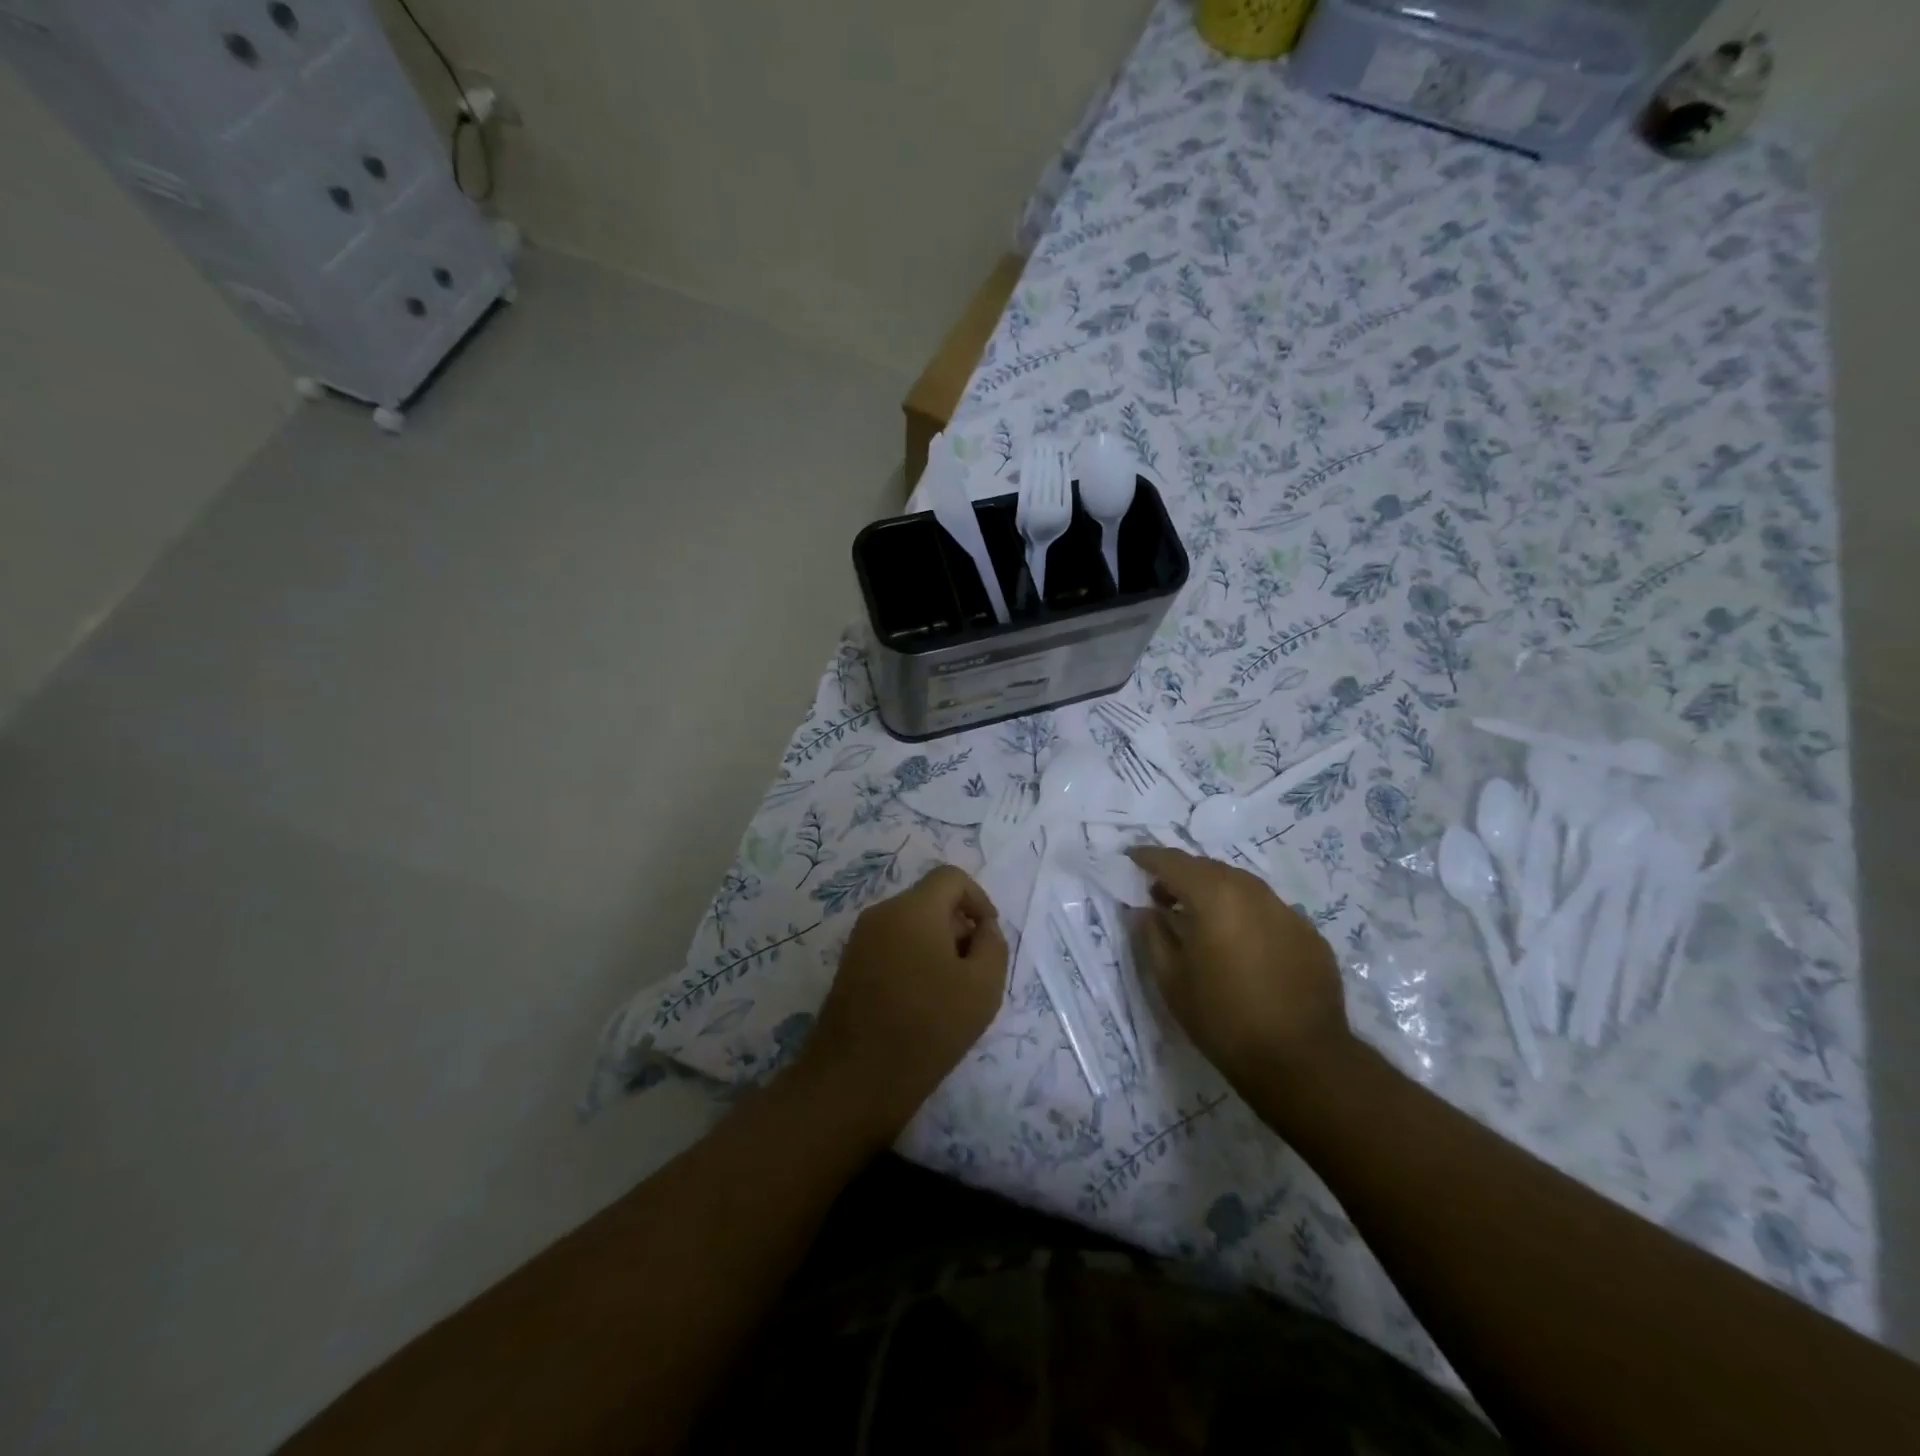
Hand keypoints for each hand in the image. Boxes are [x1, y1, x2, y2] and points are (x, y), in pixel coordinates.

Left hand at [803, 865, 1007, 1144]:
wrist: (854, 1079)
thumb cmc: (928, 1027)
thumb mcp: (983, 987)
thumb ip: (993, 944)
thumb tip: (982, 927)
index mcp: (913, 908)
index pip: (951, 877)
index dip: (979, 899)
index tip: (988, 937)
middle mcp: (882, 913)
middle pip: (930, 900)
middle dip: (958, 926)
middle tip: (973, 972)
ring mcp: (860, 939)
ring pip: (910, 924)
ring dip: (936, 945)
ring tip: (949, 993)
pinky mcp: (849, 965)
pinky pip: (891, 945)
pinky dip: (913, 959)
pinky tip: (921, 1003)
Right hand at [1126, 846, 1352, 1091]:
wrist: (1302, 1061)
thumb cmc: (1223, 1018)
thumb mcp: (1171, 980)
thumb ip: (1152, 936)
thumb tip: (1145, 911)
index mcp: (1214, 896)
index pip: (1173, 862)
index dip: (1149, 857)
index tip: (1131, 858)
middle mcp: (1252, 892)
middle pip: (1209, 868)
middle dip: (1182, 875)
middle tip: (1160, 896)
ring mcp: (1287, 911)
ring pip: (1241, 886)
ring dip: (1215, 892)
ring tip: (1199, 919)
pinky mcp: (1309, 934)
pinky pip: (1268, 910)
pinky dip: (1245, 914)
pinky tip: (1240, 944)